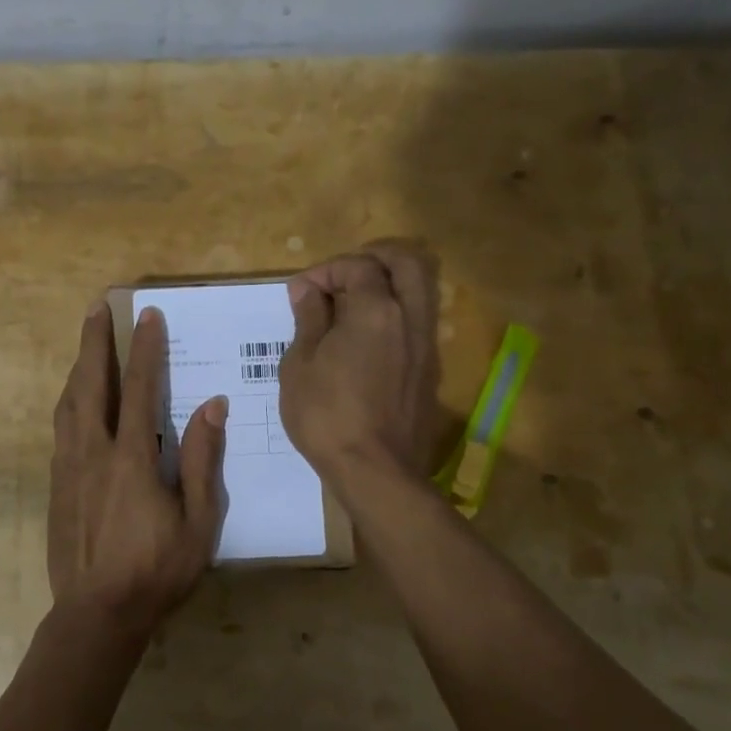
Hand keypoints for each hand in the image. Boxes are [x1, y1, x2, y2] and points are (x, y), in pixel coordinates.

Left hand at [47, 299, 227, 641]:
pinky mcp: (56, 484)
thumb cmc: (157, 571)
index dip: (145, 349)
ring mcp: (69, 467)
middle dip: (95, 342)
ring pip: (69, 403)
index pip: (140, 390)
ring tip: (85, 342)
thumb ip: (204, 462)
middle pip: (91, 384)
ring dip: (78, 367)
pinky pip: (61, 428)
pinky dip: (69, 400)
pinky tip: (75, 398)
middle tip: (96, 307)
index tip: (147, 315)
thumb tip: (212, 406)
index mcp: (132, 459)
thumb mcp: (198, 522)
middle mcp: (94, 453)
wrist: (97, 615)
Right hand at [278, 242, 441, 492]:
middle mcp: (410, 318)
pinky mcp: (429, 369)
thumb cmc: (326, 416)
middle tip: (342, 276)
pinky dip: (395, 313)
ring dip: (389, 284)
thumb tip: (308, 290)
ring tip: (353, 304)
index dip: (326, 270)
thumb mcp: (300, 365)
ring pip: (420, 290)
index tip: (301, 292)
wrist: (375, 471)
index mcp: (376, 311)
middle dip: (373, 258)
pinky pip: (418, 321)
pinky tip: (366, 337)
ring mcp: (425, 345)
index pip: (358, 266)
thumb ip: (308, 318)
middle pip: (407, 262)